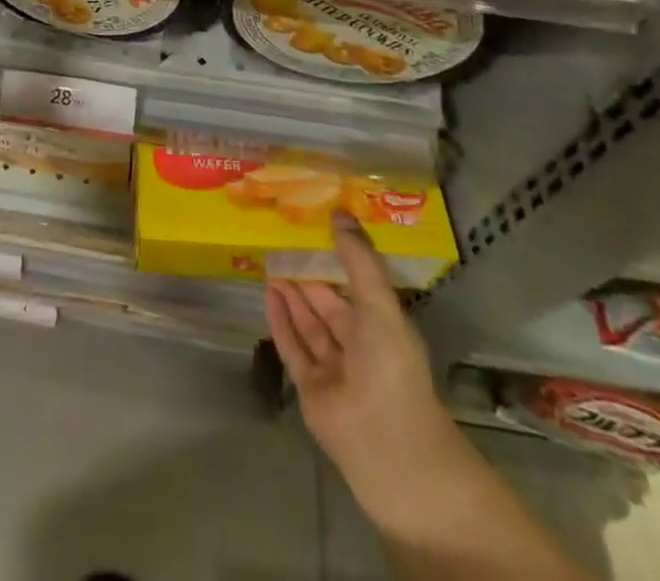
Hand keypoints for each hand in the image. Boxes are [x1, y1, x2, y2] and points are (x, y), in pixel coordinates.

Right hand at [265, 213, 456, 483]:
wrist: (389, 447)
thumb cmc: (392, 368)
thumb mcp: (380, 304)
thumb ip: (358, 259)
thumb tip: (338, 212)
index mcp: (384, 328)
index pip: (357, 288)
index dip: (338, 262)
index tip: (315, 233)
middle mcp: (359, 347)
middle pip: (329, 307)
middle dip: (309, 280)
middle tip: (283, 247)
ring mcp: (334, 370)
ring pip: (309, 326)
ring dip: (292, 298)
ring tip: (270, 266)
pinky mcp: (310, 389)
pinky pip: (293, 347)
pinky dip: (280, 322)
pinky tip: (267, 294)